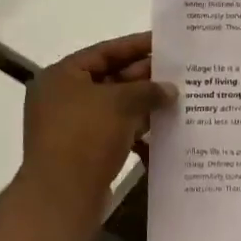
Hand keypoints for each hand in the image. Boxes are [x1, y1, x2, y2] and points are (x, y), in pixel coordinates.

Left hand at [16, 33, 171, 223]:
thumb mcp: (121, 103)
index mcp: (62, 76)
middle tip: (179, 72)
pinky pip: (114, 130)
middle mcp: (63, 97)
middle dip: (144, 77)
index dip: (136, 46)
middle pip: (110, 78)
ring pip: (115, 106)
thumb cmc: (86, 137)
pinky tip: (163, 129)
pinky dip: (136, 128)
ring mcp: (71, 126)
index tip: (164, 43)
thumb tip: (170, 89)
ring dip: (144, 103)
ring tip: (178, 98)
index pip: (105, 51)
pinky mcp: (82, 151)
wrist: (61, 197)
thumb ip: (148, 89)